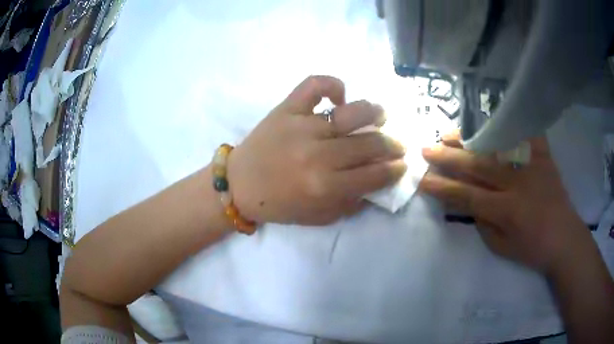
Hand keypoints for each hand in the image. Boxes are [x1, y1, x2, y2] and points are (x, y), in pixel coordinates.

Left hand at [227, 76, 406, 225]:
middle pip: (370, 143)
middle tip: (398, 145)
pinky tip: (340, 95)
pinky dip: (332, 84)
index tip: (402, 165)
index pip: (375, 175)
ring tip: (381, 116)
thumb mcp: (318, 217)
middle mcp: (318, 154)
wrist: (239, 185)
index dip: (395, 170)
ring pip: (352, 113)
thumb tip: (376, 184)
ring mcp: (302, 126)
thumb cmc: (278, 204)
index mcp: (325, 186)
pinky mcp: (286, 109)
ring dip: (375, 112)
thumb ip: (350, 204)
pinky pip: (314, 85)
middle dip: (393, 146)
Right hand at [419, 131, 592, 274]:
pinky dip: (510, 123)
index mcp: (506, 210)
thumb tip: (469, 201)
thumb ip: (483, 223)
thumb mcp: (502, 247)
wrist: (565, 238)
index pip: (467, 195)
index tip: (422, 179)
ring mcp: (531, 165)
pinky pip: (526, 133)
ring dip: (470, 138)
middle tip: (427, 148)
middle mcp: (517, 182)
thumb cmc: (533, 249)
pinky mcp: (543, 156)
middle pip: (477, 164)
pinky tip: (493, 117)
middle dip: (449, 157)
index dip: (442, 187)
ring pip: (496, 146)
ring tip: (450, 133)